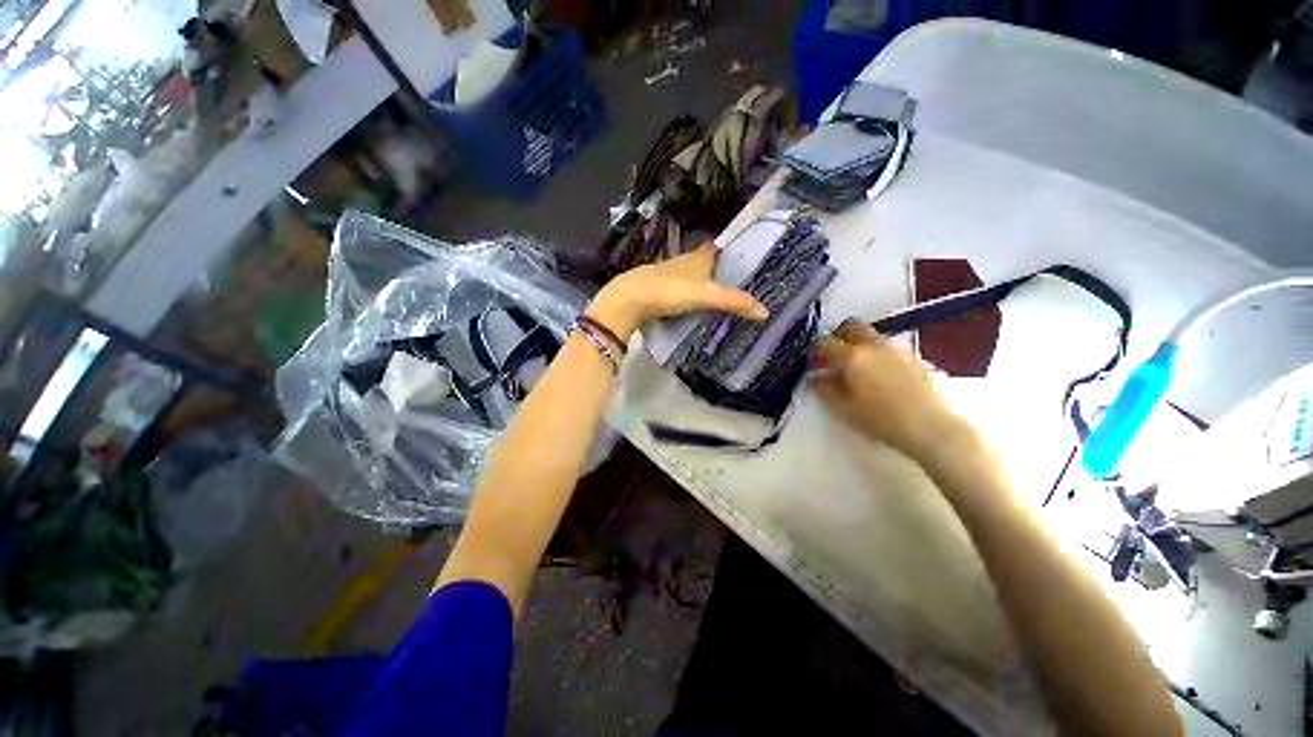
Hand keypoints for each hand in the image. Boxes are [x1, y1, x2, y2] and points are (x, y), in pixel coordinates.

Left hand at [586, 244, 767, 338]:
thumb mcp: (705, 296)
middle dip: (715, 270)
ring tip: (716, 298)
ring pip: (688, 277)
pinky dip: (685, 297)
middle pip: (702, 263)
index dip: (727, 251)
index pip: (715, 248)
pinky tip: (690, 308)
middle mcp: (681, 263)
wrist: (628, 300)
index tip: (741, 260)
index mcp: (696, 258)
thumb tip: (765, 312)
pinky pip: (677, 292)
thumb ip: (733, 302)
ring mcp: (666, 276)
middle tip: (733, 284)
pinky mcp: (655, 291)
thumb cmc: (669, 291)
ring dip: (699, 284)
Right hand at [811, 319, 965, 462]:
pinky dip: (877, 353)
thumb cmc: (881, 420)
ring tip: (857, 367)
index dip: (814, 348)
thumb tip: (816, 377)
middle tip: (834, 354)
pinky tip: (879, 375)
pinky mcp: (914, 356)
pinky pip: (888, 346)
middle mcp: (873, 345)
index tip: (813, 361)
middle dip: (838, 335)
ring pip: (871, 335)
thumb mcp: (844, 409)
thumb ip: (825, 390)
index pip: (824, 341)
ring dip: (858, 343)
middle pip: (851, 325)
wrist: (932, 426)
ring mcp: (896, 348)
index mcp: (852, 357)